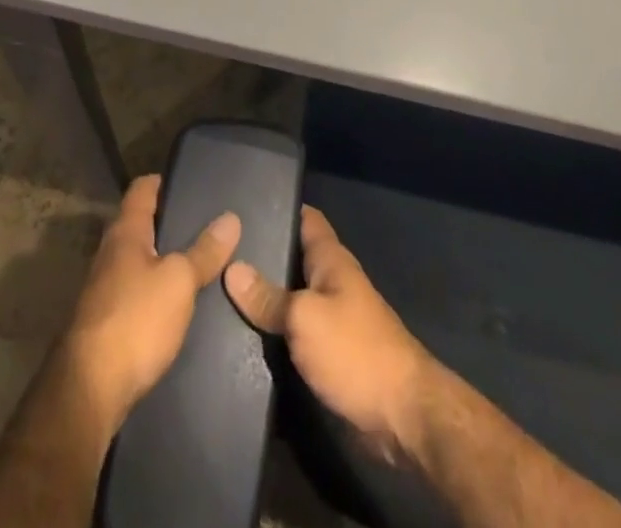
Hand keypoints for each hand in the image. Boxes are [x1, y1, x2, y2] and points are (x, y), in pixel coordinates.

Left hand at [59, 174, 241, 433]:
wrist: (89, 390)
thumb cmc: (135, 319)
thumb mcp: (179, 281)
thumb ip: (204, 251)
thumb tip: (231, 217)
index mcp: (125, 232)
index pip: (141, 188)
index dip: (163, 181)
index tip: (190, 182)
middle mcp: (110, 253)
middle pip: (138, 224)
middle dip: (167, 223)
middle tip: (204, 223)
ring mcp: (103, 289)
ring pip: (136, 260)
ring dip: (161, 259)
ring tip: (197, 261)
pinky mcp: (105, 322)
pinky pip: (134, 291)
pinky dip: (154, 289)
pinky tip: (176, 302)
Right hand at [225, 205, 432, 460]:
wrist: (402, 415)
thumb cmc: (355, 350)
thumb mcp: (305, 318)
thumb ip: (268, 297)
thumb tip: (231, 268)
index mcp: (332, 260)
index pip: (306, 218)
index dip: (279, 206)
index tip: (243, 204)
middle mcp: (332, 282)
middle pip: (294, 258)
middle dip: (262, 255)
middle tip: (219, 251)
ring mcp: (333, 318)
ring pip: (292, 297)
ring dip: (265, 296)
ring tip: (220, 289)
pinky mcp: (330, 354)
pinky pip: (296, 332)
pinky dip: (275, 330)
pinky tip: (244, 334)